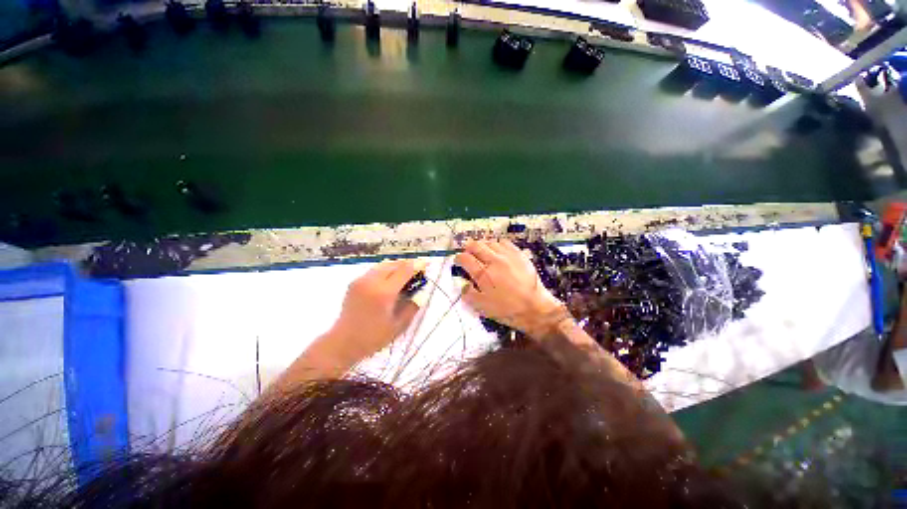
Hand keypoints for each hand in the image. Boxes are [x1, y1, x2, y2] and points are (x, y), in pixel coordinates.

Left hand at [328, 259, 426, 362]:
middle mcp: (372, 281)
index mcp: (384, 292)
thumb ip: (413, 306)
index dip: (417, 265)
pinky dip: (386, 270)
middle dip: (408, 264)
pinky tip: (390, 280)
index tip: (427, 264)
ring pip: (383, 265)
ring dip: (397, 266)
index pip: (404, 270)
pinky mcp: (355, 282)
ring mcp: (361, 280)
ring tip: (406, 274)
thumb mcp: (399, 325)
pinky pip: (375, 270)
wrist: (343, 342)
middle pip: (394, 264)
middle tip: (417, 271)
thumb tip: (421, 292)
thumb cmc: (373, 337)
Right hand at [455, 240, 569, 338]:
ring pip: (490, 243)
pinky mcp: (519, 255)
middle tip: (467, 251)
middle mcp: (494, 261)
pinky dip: (497, 244)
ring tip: (482, 250)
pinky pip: (505, 243)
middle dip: (468, 247)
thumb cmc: (507, 309)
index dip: (458, 258)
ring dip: (482, 245)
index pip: (465, 259)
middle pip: (476, 246)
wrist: (535, 308)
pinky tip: (497, 250)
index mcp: (483, 274)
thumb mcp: (483, 307)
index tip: (457, 260)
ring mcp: (508, 256)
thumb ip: (469, 295)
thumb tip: (464, 285)